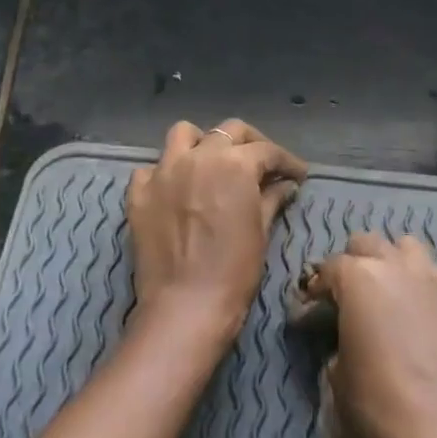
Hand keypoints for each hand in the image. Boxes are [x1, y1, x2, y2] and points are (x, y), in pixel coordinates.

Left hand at [126, 119, 306, 347]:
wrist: (185, 306)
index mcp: (234, 164)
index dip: (287, 161)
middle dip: (251, 143)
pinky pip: (151, 168)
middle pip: (228, 131)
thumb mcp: (260, 232)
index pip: (267, 151)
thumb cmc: (234, 272)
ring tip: (211, 163)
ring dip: (201, 143)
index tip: (297, 175)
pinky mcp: (139, 192)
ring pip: (183, 135)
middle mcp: (198, 156)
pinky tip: (176, 190)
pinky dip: (165, 173)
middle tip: (263, 164)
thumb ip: (271, 199)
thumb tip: (284, 185)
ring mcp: (163, 171)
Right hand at [305, 234, 436, 437]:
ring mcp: (435, 280)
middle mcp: (396, 267)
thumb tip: (344, 344)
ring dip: (393, 262)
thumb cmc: (383, 411)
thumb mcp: (337, 383)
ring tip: (388, 293)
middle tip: (347, 297)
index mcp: (358, 279)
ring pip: (409, 247)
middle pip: (367, 243)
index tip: (311, 312)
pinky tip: (427, 311)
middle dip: (353, 263)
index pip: (328, 268)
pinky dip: (431, 286)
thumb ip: (335, 348)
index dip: (316, 289)